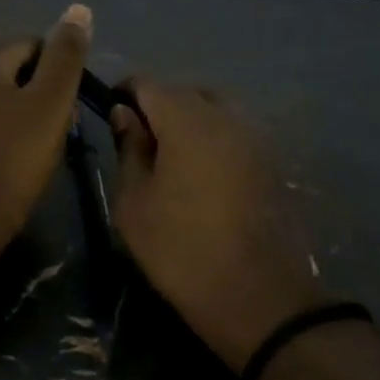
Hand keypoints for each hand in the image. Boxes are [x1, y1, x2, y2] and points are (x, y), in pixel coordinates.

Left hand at [0, 5, 92, 255]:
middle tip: (54, 133)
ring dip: (15, 116)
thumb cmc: (12, 160)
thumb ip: (66, 56)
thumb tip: (79, 8)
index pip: (31, 47)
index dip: (57, 75)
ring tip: (32, 151)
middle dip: (36, 95)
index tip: (68, 111)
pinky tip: (3, 161)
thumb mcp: (50, 104)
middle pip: (9, 73)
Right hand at [109, 81, 324, 371]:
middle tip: (137, 139)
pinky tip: (198, 174)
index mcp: (188, 122)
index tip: (109, 109)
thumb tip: (125, 114)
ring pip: (215, 111)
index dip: (125, 91)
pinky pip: (233, 134)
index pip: (149, 84)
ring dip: (188, 122)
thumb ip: (129, 149)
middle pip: (186, 92)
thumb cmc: (180, 249)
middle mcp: (226, 118)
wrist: (255, 295)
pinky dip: (212, 140)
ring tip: (168, 158)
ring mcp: (254, 139)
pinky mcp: (270, 163)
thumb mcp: (134, 202)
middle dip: (159, 105)